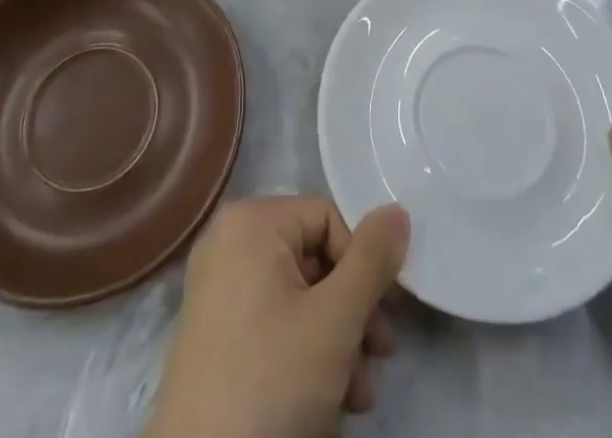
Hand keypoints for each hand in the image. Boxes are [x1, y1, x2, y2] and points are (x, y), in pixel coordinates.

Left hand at [149, 197, 409, 437]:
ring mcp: (217, 288)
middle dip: (353, 313)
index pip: (328, 219)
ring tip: (357, 395)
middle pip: (315, 259)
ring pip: (299, 296)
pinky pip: (273, 320)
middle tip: (378, 361)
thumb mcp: (335, 321)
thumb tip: (398, 210)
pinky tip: (327, 400)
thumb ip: (372, 261)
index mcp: (250, 221)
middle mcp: (228, 241)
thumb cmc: (271, 382)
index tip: (384, 322)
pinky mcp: (214, 332)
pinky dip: (304, 352)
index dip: (363, 267)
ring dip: (337, 341)